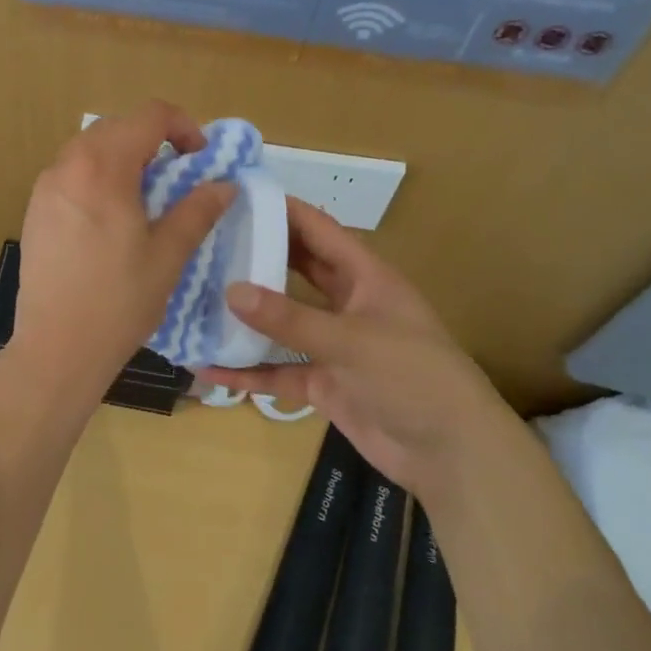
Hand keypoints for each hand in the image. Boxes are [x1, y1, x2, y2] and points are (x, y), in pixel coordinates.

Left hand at [11, 101, 235, 401]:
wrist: (56, 348)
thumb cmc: (118, 302)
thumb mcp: (168, 255)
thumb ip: (198, 210)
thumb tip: (225, 185)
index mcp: (103, 167)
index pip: (149, 116)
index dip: (183, 126)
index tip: (200, 158)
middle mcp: (68, 164)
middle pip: (117, 127)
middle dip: (153, 139)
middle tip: (178, 175)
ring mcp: (45, 186)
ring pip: (90, 148)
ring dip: (124, 156)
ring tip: (146, 196)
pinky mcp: (34, 209)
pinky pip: (71, 173)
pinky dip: (98, 176)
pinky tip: (111, 217)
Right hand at [197, 198, 509, 491]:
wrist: (453, 455)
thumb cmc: (414, 378)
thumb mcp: (352, 341)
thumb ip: (290, 319)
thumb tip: (230, 291)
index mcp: (365, 277)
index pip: (318, 230)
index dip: (282, 210)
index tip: (236, 195)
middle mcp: (346, 304)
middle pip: (295, 270)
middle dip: (257, 256)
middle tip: (207, 242)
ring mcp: (332, 346)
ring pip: (281, 322)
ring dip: (246, 316)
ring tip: (197, 298)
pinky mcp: (323, 384)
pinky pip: (277, 371)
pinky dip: (248, 370)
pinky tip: (209, 367)